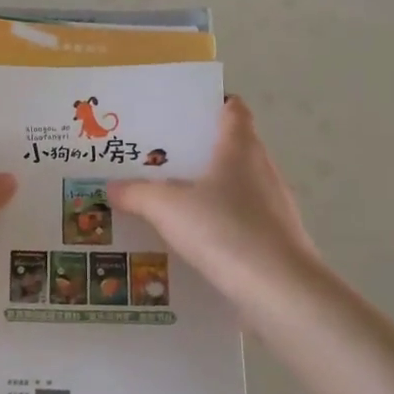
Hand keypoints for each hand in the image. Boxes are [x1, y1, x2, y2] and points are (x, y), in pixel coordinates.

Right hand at [110, 96, 325, 323]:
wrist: (280, 291)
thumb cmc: (225, 231)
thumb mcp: (167, 209)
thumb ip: (137, 194)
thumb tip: (112, 186)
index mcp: (240, 147)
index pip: (233, 108)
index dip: (210, 102)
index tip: (180, 110)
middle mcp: (261, 168)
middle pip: (231, 146)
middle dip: (197, 149)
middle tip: (157, 156)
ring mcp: (273, 205)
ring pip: (236, 185)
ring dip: (208, 189)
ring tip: (167, 199)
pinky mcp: (276, 238)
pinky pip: (241, 219)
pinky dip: (218, 222)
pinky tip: (191, 239)